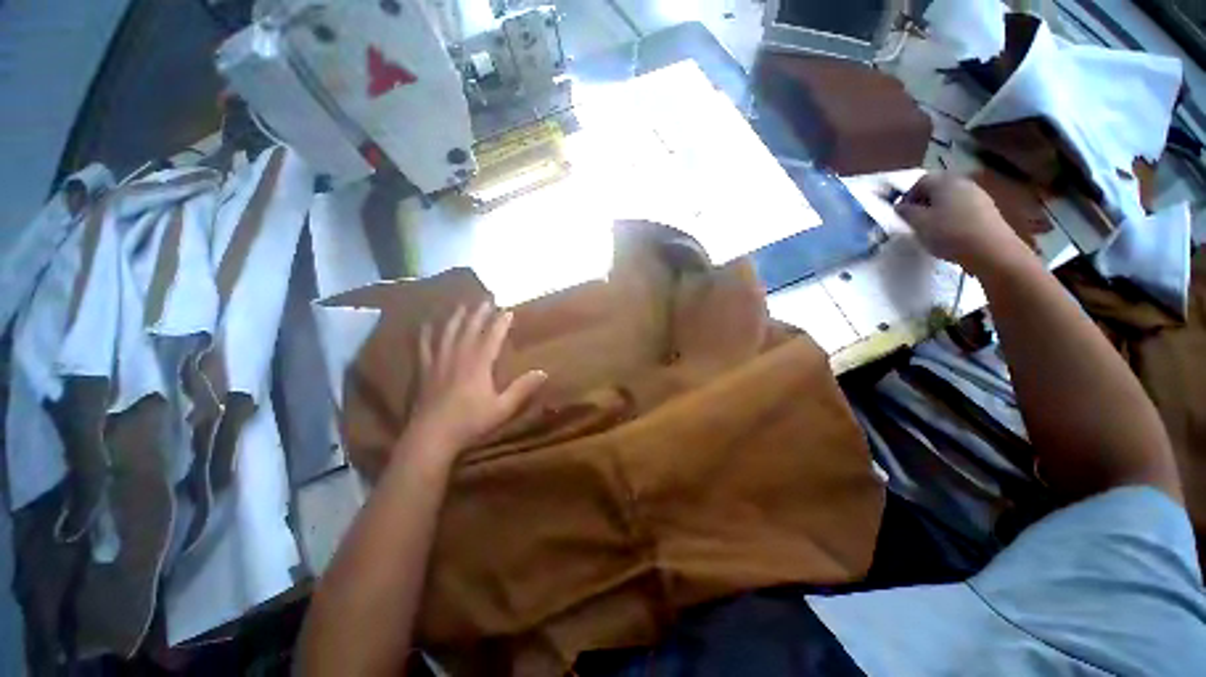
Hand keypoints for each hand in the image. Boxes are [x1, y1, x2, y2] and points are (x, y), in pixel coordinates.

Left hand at [399, 303, 546, 465]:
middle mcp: (459, 357)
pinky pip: (424, 346)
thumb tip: (543, 372)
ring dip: (456, 317)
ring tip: (462, 305)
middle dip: (479, 313)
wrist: (430, 438)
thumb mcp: (502, 408)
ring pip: (448, 333)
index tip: (508, 310)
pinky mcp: (424, 371)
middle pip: (469, 329)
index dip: (500, 322)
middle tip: (486, 299)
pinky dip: (426, 333)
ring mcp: (438, 362)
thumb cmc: (469, 423)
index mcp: (478, 364)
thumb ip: (522, 389)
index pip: (492, 336)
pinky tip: (426, 325)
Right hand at [896, 172, 1027, 274]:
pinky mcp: (987, 210)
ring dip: (938, 211)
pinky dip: (952, 217)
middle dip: (923, 203)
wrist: (990, 249)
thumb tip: (900, 206)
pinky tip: (949, 233)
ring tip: (931, 229)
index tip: (901, 214)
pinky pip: (962, 208)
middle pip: (937, 188)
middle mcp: (962, 182)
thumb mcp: (918, 223)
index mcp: (944, 181)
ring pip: (950, 199)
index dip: (907, 196)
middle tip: (914, 221)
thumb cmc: (949, 233)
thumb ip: (906, 212)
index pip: (920, 182)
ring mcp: (978, 195)